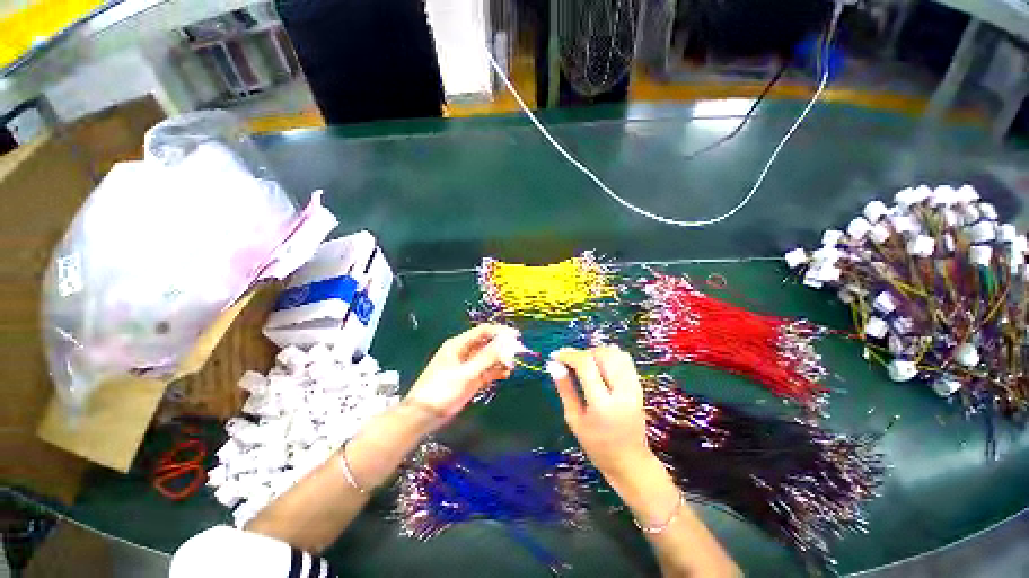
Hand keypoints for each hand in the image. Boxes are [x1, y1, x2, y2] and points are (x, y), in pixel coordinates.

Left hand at [403, 324, 521, 427]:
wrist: (424, 415)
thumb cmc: (442, 390)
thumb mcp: (466, 373)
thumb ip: (486, 357)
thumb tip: (506, 342)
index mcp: (459, 344)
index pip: (483, 331)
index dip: (500, 332)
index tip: (516, 337)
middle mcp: (465, 352)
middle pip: (487, 343)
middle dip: (502, 346)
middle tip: (517, 353)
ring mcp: (468, 366)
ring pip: (489, 357)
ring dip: (500, 359)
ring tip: (511, 366)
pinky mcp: (471, 379)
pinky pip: (487, 370)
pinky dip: (496, 370)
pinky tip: (506, 374)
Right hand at [547, 346, 656, 484]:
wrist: (631, 462)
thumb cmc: (597, 446)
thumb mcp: (574, 420)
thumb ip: (565, 389)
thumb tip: (553, 365)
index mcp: (602, 404)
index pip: (585, 365)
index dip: (568, 355)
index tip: (555, 356)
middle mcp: (621, 391)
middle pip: (601, 354)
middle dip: (581, 353)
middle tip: (569, 363)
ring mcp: (633, 387)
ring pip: (614, 353)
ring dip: (595, 352)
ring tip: (584, 364)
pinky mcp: (639, 386)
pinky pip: (625, 359)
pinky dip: (610, 355)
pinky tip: (600, 364)